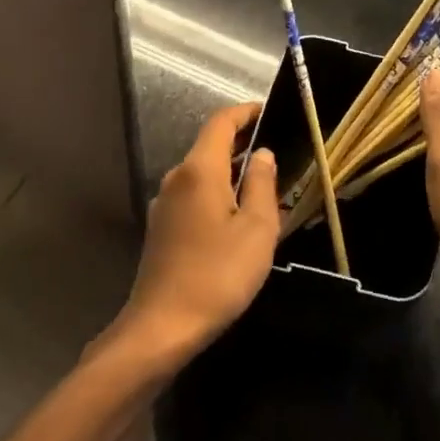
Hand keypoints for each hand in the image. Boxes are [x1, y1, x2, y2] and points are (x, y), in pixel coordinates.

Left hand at [111, 102, 279, 364]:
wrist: (161, 329)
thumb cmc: (217, 275)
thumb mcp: (257, 229)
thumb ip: (263, 184)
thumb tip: (263, 154)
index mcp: (199, 170)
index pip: (221, 122)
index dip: (247, 112)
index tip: (271, 111)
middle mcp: (176, 178)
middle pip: (210, 145)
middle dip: (244, 142)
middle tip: (279, 151)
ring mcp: (164, 204)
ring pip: (203, 173)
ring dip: (233, 171)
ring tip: (266, 186)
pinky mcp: (161, 229)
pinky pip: (194, 195)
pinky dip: (218, 193)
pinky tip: (239, 217)